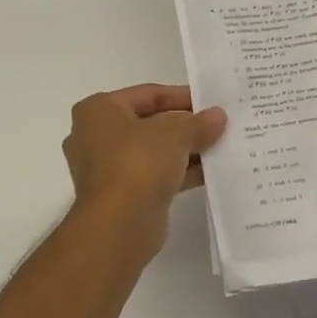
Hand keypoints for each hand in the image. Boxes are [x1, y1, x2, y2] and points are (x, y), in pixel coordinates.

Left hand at [63, 84, 226, 253]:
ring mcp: (107, 168)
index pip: (147, 94)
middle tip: (218, 124)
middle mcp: (96, 136)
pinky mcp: (121, 195)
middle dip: (185, 125)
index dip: (181, 95)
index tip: (210, 101)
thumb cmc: (138, 162)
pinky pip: (154, 175)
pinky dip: (179, 172)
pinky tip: (210, 172)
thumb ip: (198, 123)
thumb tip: (218, 116)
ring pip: (153, 151)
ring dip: (185, 150)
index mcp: (99, 110)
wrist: (119, 223)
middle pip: (150, 123)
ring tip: (220, 147)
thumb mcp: (176, 134)